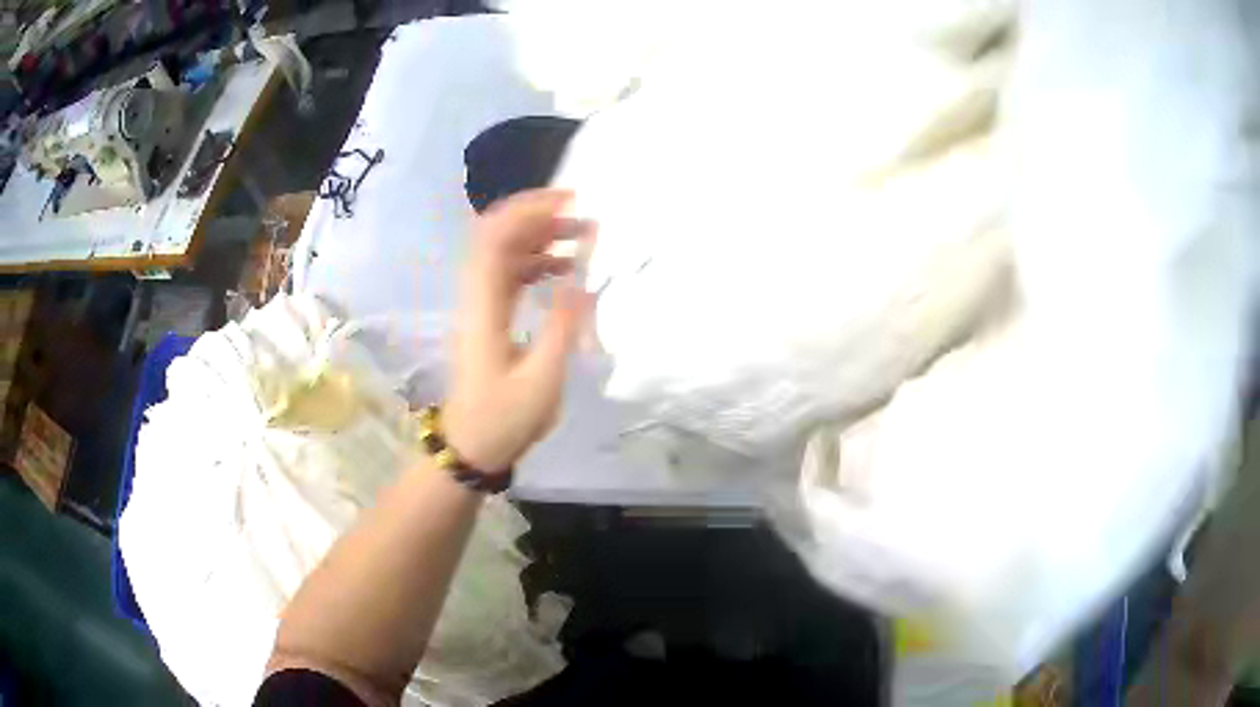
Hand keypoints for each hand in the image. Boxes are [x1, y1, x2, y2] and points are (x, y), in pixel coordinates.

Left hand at [443, 190, 593, 473]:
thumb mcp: (542, 380)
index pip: (495, 240)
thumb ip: (562, 327)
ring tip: (582, 237)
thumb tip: (583, 281)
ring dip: (539, 237)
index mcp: (485, 308)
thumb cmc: (505, 419)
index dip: (527, 211)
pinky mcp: (489, 316)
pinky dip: (536, 262)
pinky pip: (509, 274)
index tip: (568, 200)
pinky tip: (564, 268)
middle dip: (537, 216)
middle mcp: (477, 297)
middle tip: (582, 215)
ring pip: (504, 253)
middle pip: (496, 237)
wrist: (471, 446)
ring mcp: (480, 305)